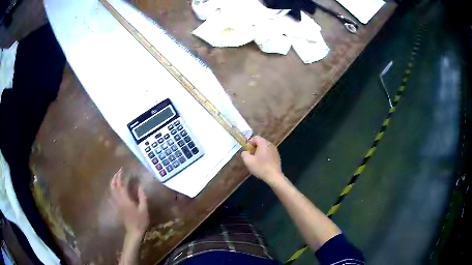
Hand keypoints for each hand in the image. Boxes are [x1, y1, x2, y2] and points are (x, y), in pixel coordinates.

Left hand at [110, 169, 149, 235]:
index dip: (121, 176)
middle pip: (113, 186)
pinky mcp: (117, 207)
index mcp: (125, 200)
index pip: (121, 185)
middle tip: (119, 171)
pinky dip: (112, 189)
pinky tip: (115, 188)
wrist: (134, 231)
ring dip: (112, 182)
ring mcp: (117, 204)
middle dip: (115, 177)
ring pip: (111, 190)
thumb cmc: (140, 221)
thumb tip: (140, 186)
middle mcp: (119, 200)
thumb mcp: (144, 209)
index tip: (123, 169)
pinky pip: (112, 195)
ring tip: (116, 177)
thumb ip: (142, 197)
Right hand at [241, 136, 283, 183]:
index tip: (248, 151)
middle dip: (254, 148)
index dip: (249, 143)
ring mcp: (275, 150)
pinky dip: (265, 156)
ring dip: (260, 152)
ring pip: (265, 148)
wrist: (274, 176)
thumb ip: (244, 154)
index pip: (255, 137)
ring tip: (257, 161)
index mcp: (264, 143)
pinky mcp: (277, 156)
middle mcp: (270, 144)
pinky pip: (269, 152)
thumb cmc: (260, 168)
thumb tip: (245, 152)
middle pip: (260, 142)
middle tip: (251, 156)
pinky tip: (263, 164)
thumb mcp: (248, 161)